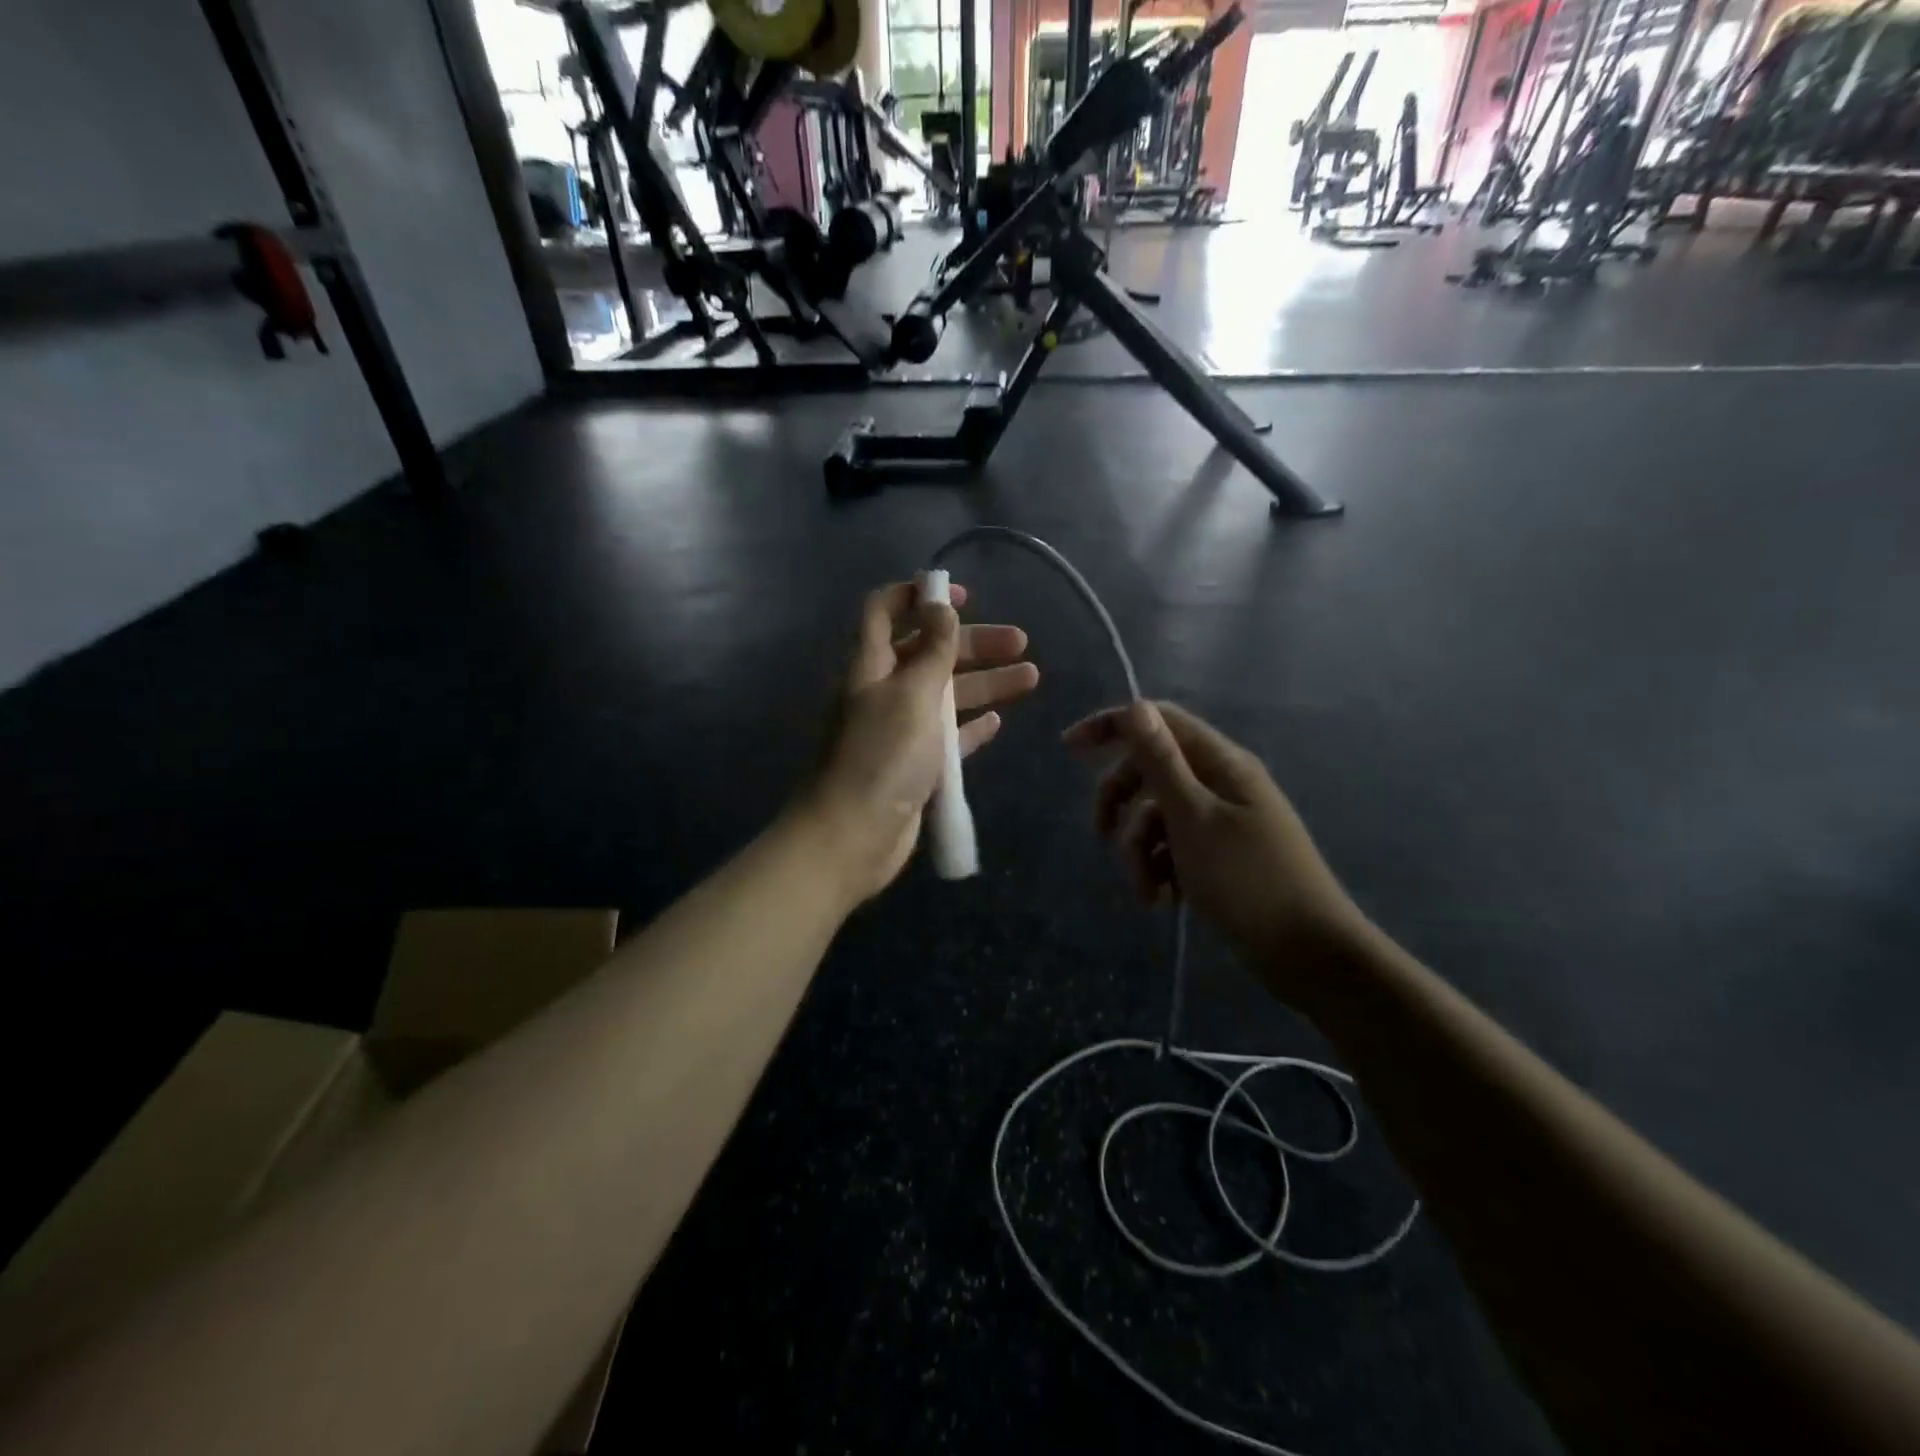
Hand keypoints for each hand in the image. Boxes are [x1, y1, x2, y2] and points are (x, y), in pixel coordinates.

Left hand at [805, 580, 1038, 904]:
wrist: (853, 835)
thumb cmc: (882, 755)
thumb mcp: (912, 692)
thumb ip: (932, 648)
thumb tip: (940, 605)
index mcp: (870, 664)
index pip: (884, 610)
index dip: (918, 595)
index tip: (962, 596)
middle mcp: (882, 691)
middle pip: (928, 652)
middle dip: (972, 643)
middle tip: (1021, 643)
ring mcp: (898, 730)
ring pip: (945, 695)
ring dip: (984, 683)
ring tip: (1031, 678)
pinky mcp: (914, 765)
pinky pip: (947, 737)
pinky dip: (970, 727)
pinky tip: (997, 722)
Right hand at [1063, 701, 1367, 998]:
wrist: (1309, 954)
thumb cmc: (1248, 881)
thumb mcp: (1193, 818)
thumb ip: (1162, 762)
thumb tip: (1136, 706)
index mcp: (1221, 762)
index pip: (1159, 721)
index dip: (1112, 726)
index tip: (1069, 749)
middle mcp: (1220, 783)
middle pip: (1151, 771)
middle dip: (1121, 803)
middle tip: (1101, 835)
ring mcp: (1222, 821)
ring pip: (1157, 816)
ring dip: (1139, 850)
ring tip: (1147, 891)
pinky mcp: (1220, 856)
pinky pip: (1173, 847)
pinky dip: (1160, 869)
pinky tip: (1162, 900)